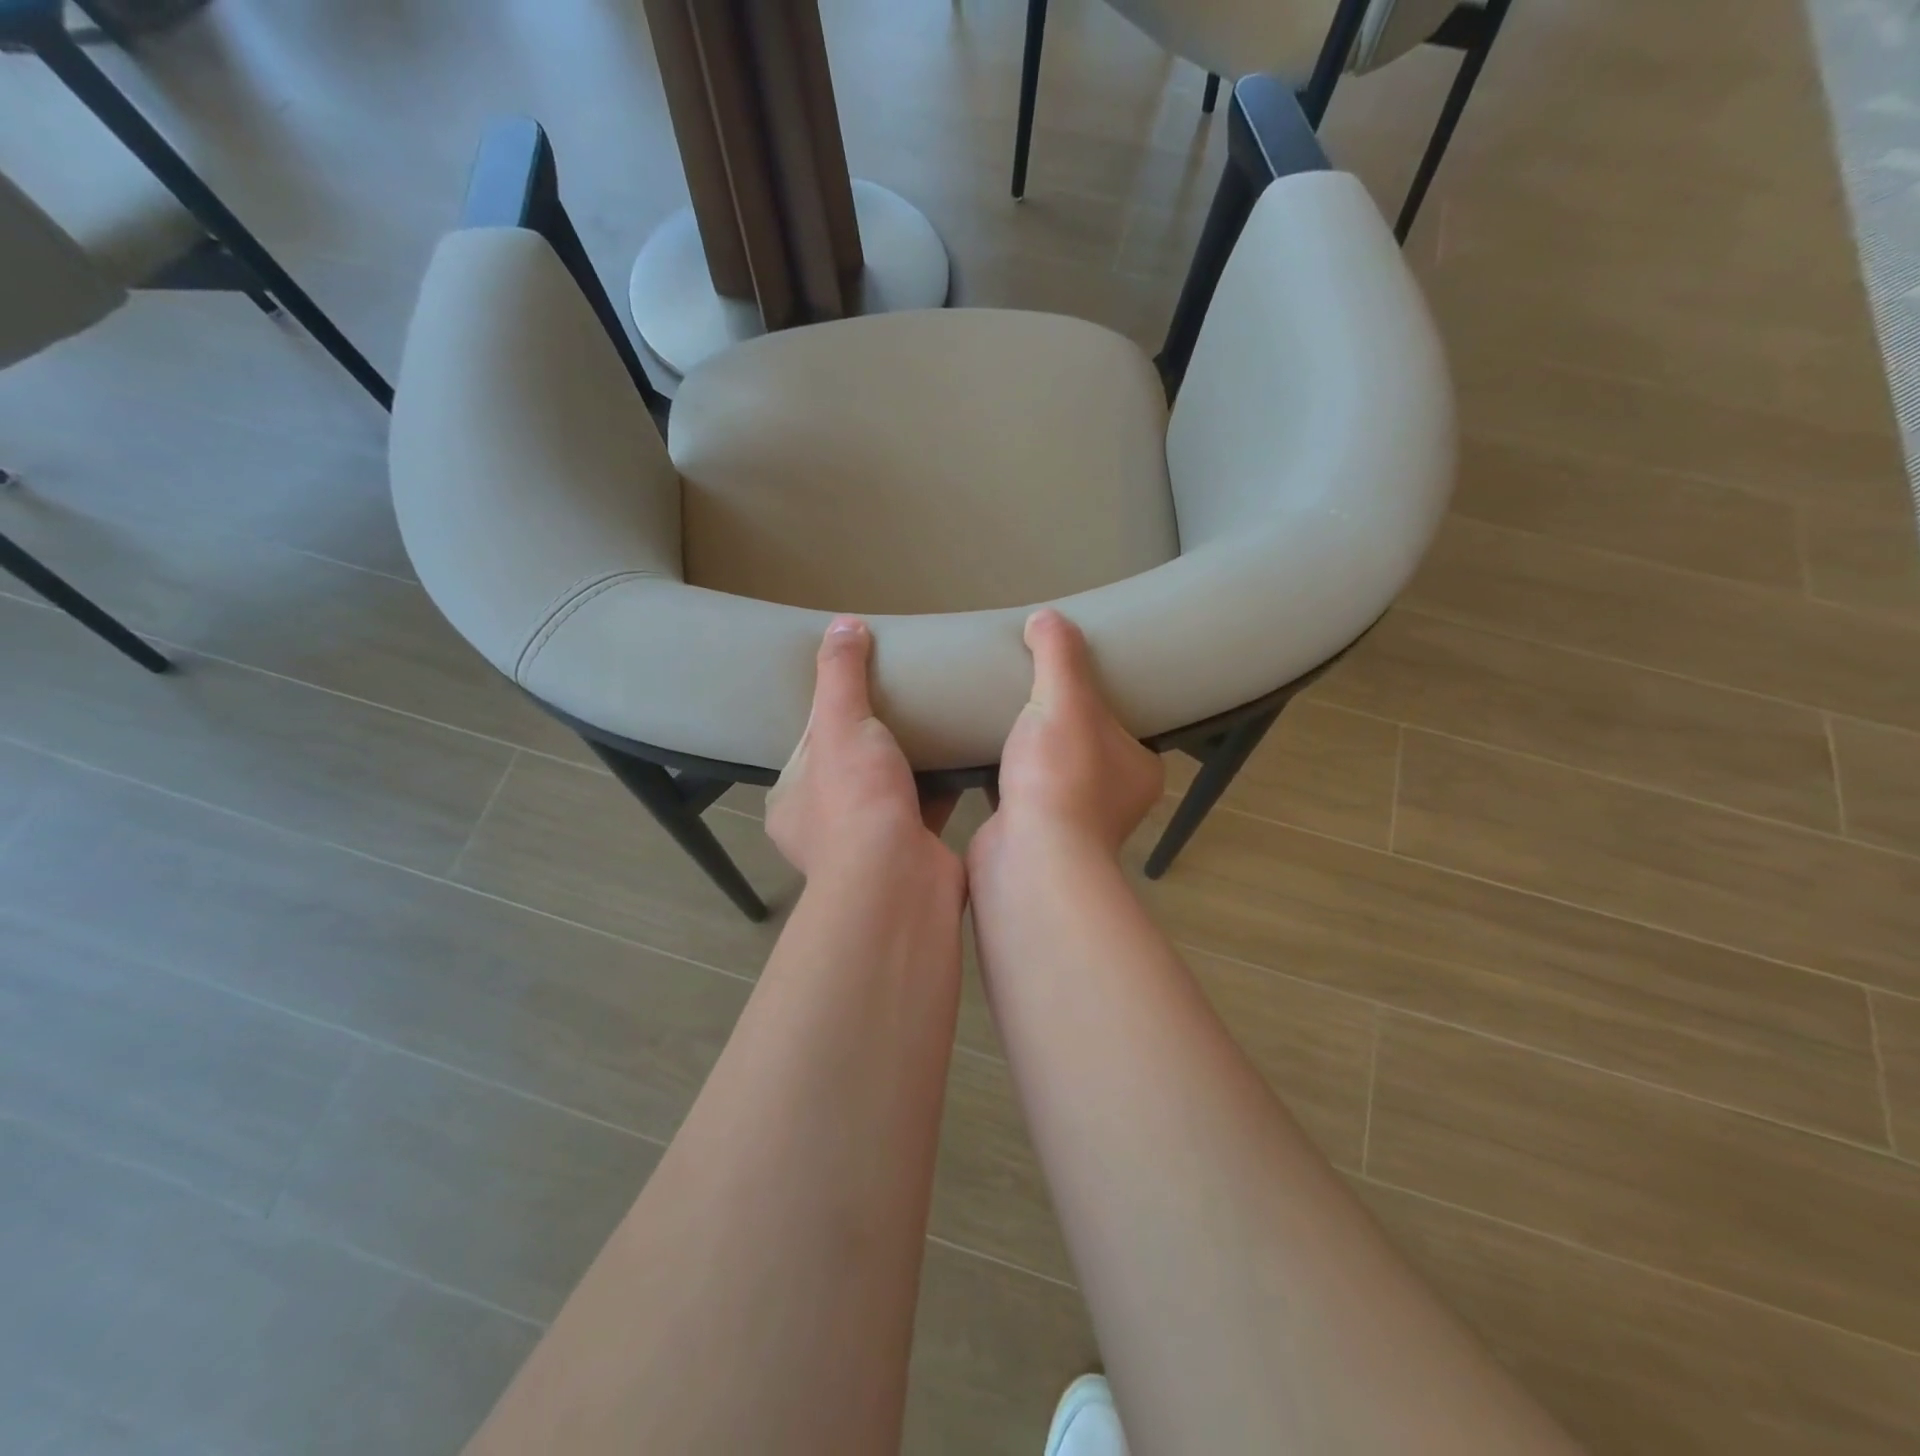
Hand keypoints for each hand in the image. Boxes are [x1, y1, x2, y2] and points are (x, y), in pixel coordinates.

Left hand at [767, 618, 958, 877]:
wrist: (900, 880)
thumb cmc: (855, 800)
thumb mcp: (839, 724)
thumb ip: (840, 674)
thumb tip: (843, 623)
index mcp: (793, 800)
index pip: (809, 742)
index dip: (832, 709)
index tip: (860, 682)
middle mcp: (826, 824)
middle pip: (853, 762)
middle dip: (876, 734)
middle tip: (904, 695)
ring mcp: (871, 841)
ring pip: (892, 785)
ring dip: (911, 758)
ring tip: (936, 714)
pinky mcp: (914, 847)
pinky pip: (928, 802)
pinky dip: (944, 780)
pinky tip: (965, 748)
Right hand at [972, 609, 1162, 865]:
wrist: (1027, 858)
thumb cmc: (1060, 776)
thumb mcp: (1065, 700)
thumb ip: (1059, 654)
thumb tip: (1046, 617)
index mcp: (1138, 767)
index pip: (1124, 719)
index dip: (1098, 693)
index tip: (1069, 672)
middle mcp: (1114, 797)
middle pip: (1083, 742)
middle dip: (1058, 719)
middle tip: (1028, 686)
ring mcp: (1072, 821)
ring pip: (1050, 770)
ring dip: (1029, 748)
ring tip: (1002, 712)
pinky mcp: (1032, 834)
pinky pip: (1019, 792)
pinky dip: (1003, 773)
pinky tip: (979, 748)